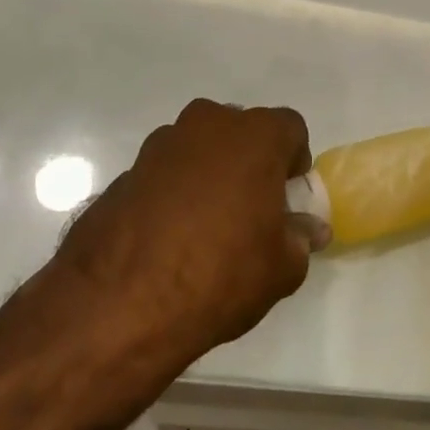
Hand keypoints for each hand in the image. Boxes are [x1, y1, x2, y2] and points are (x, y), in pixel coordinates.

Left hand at [53, 100, 327, 365]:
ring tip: (206, 226)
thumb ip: (300, 238)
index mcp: (254, 136)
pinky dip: (173, 192)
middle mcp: (206, 125)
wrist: (121, 304)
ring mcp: (159, 146)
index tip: (287, 197)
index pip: (290, 128)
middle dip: (250, 162)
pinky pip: (164, 173)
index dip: (294, 160)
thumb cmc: (221, 274)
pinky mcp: (125, 173)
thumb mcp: (281, 267)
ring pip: (199, 148)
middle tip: (251, 209)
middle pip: (241, 131)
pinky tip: (169, 237)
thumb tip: (309, 229)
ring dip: (209, 173)